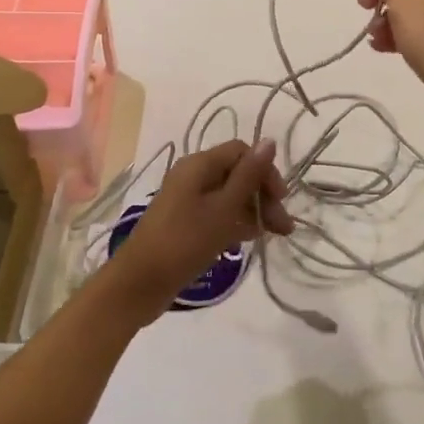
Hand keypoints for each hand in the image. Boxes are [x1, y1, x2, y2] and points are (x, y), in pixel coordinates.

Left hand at [105, 140, 293, 317]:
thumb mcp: (224, 208)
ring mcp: (187, 200)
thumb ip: (248, 175)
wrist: (140, 283)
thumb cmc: (185, 241)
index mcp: (199, 165)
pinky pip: (217, 213)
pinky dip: (235, 222)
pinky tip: (249, 240)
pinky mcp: (185, 222)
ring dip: (253, 210)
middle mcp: (192, 176)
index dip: (265, 171)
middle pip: (237, 173)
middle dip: (263, 195)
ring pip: (229, 195)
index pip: (242, 152)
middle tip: (283, 227)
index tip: (281, 200)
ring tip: (273, 236)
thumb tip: (269, 140)